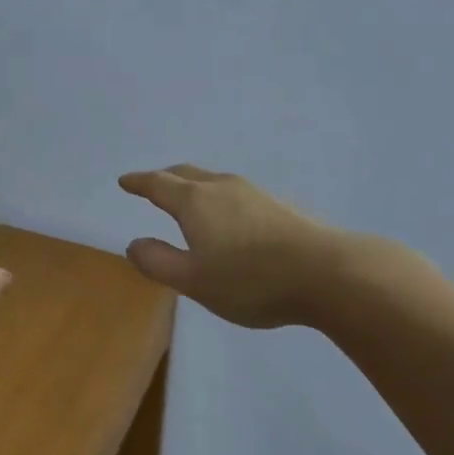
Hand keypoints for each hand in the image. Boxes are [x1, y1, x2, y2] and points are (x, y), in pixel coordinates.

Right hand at [118, 165, 347, 328]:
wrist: (329, 274)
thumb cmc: (251, 279)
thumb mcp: (194, 281)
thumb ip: (159, 262)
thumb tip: (134, 244)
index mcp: (195, 202)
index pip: (158, 184)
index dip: (138, 182)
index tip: (125, 181)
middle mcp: (222, 187)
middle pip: (186, 173)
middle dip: (165, 177)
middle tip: (152, 185)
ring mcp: (255, 193)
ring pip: (214, 181)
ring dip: (195, 186)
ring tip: (189, 200)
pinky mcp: (281, 206)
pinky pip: (237, 194)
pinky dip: (220, 199)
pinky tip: (231, 219)